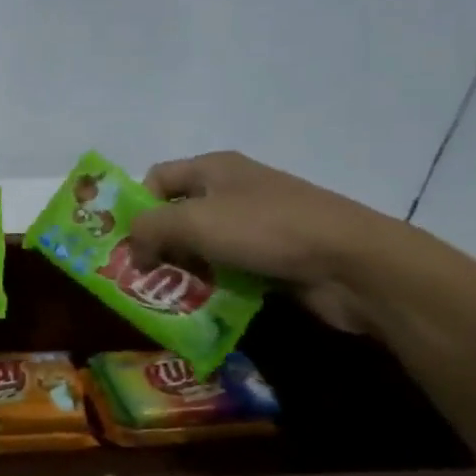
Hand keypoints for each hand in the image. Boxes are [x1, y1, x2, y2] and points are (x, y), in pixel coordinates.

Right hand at [129, 152, 405, 334]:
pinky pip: (228, 269)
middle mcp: (233, 191)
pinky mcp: (273, 258)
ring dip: (181, 270)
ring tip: (164, 296)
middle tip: (137, 275)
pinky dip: (211, 286)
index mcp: (214, 168)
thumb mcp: (193, 221)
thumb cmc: (265, 229)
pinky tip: (200, 306)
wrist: (352, 263)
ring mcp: (256, 225)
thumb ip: (149, 229)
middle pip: (177, 214)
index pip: (156, 178)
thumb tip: (132, 251)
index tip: (123, 240)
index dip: (135, 205)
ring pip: (201, 246)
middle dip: (155, 243)